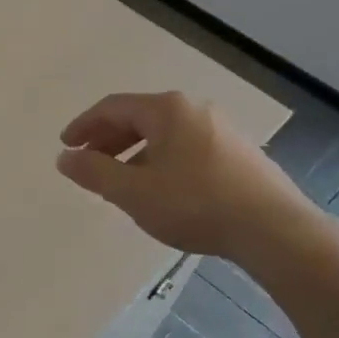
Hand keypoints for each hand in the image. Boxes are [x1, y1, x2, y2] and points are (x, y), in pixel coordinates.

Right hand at [56, 91, 325, 276]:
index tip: (66, 146)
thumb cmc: (195, 204)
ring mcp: (222, 129)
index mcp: (167, 109)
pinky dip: (162, 160)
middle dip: (109, 139)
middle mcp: (195, 109)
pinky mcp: (240, 152)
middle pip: (140, 117)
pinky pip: (187, 147)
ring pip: (165, 134)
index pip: (113, 107)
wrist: (274, 229)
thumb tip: (65, 158)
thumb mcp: (133, 192)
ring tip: (121, 181)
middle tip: (88, 162)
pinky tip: (161, 189)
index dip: (84, 126)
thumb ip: (94, 173)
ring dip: (135, 153)